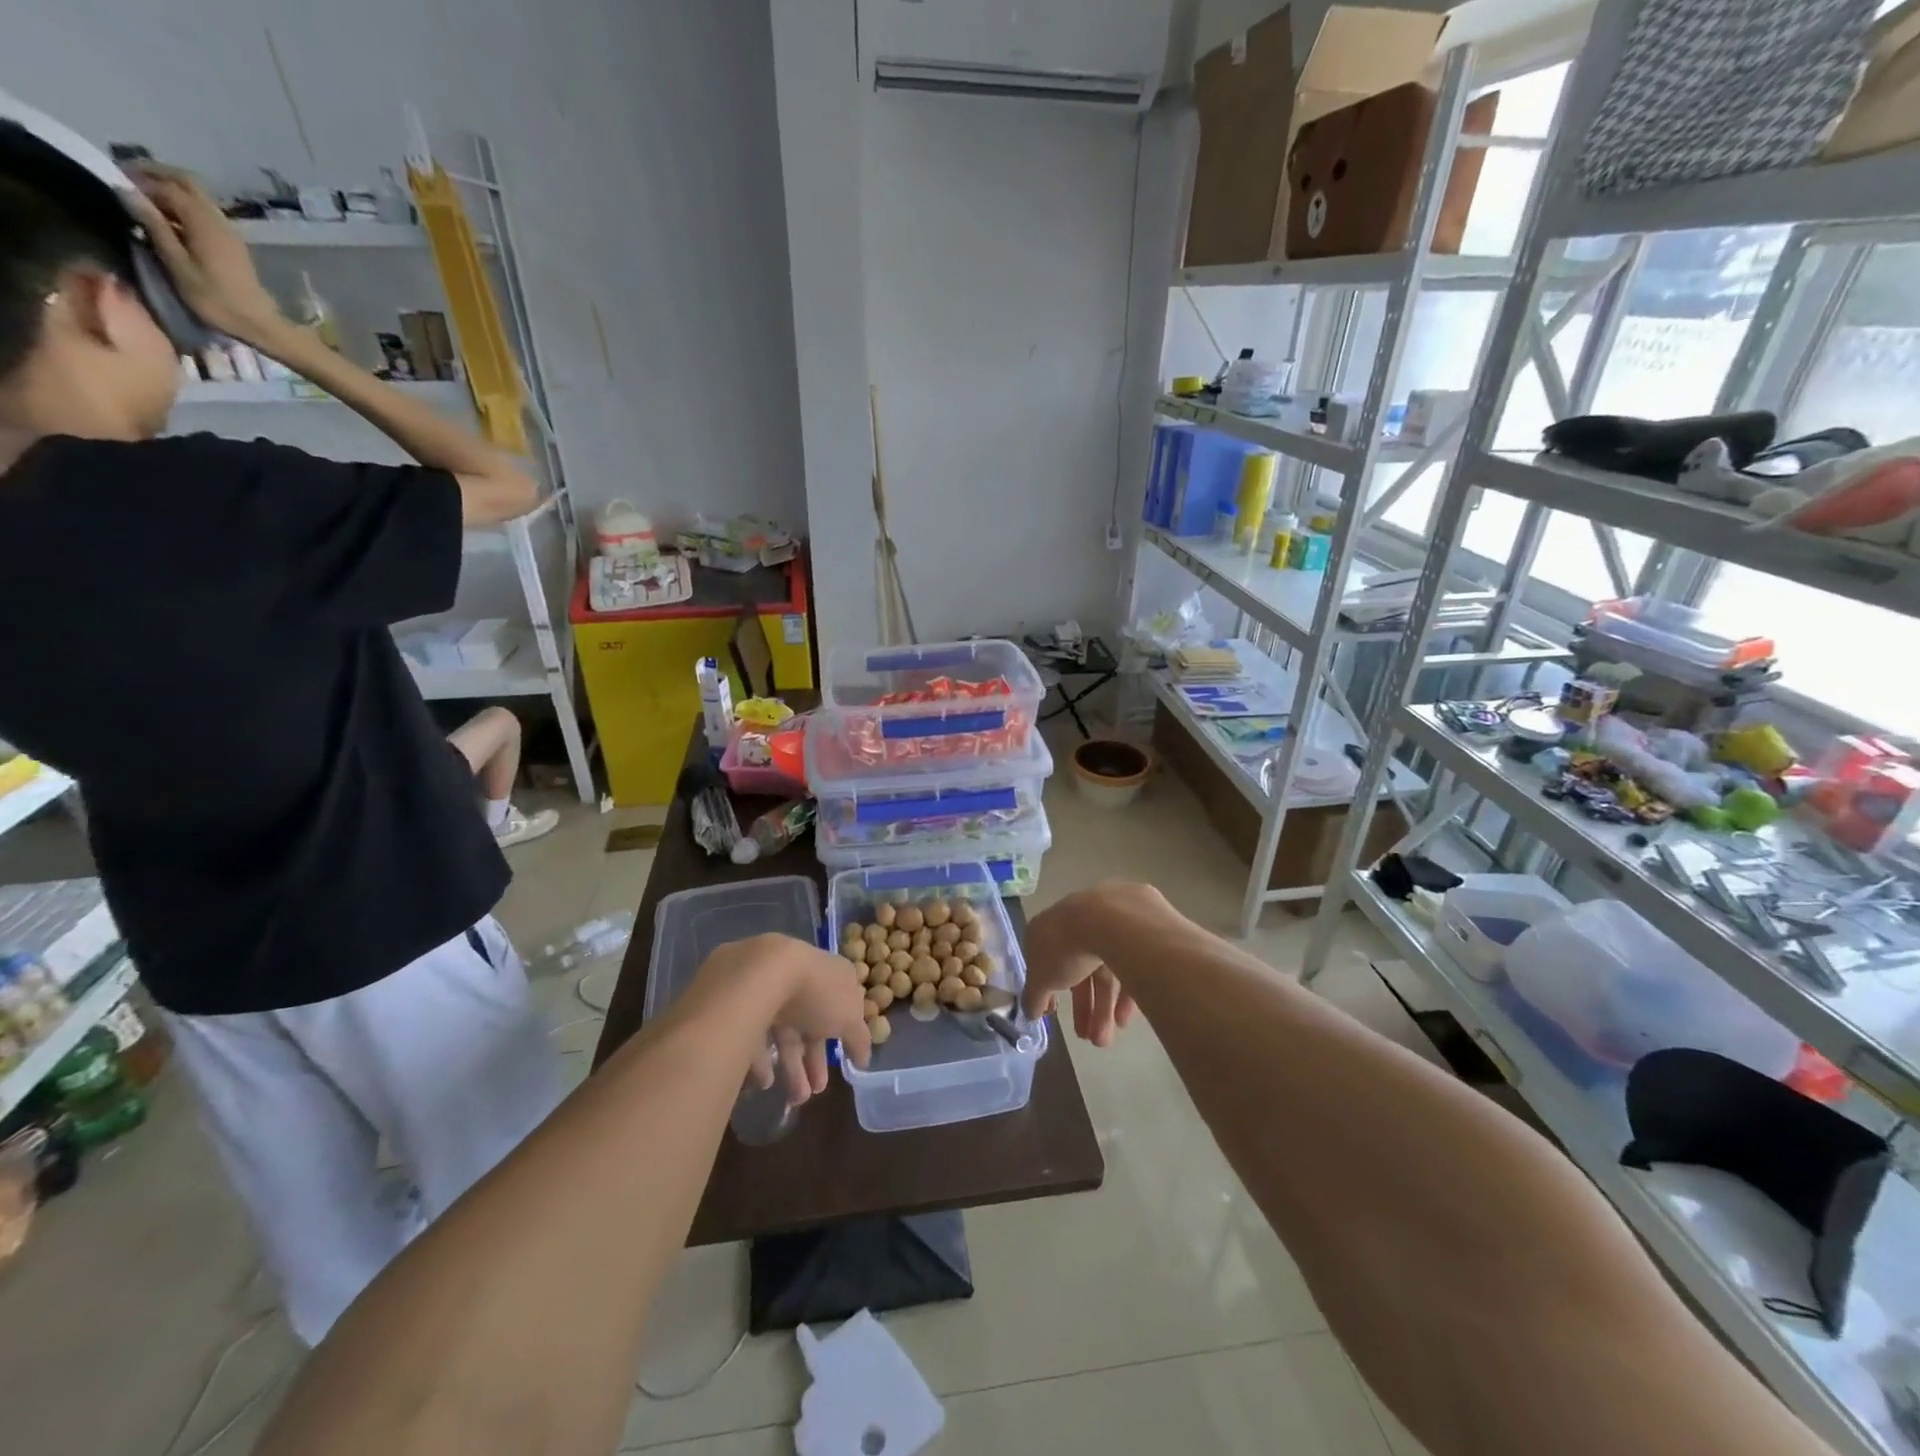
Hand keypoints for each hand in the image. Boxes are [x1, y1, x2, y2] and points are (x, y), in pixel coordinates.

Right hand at [123, 163, 282, 341]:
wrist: (258, 323)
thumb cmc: (214, 298)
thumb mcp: (176, 262)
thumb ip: (153, 224)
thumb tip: (125, 189)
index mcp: (203, 221)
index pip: (166, 185)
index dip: (138, 178)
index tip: (111, 178)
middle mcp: (219, 219)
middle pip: (186, 182)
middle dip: (154, 174)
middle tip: (126, 179)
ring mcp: (229, 231)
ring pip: (197, 196)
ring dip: (169, 189)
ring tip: (142, 198)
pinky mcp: (233, 243)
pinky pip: (205, 212)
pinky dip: (183, 206)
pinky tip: (166, 217)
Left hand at [694, 934, 870, 1108]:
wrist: (760, 974)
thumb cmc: (816, 992)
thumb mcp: (850, 1016)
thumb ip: (859, 1038)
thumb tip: (864, 1057)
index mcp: (829, 975)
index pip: (838, 1007)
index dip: (842, 1038)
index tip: (844, 1065)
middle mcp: (798, 979)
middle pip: (808, 1024)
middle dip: (813, 1061)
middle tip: (815, 1093)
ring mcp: (767, 990)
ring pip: (781, 1033)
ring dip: (790, 1067)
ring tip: (794, 1099)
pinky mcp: (738, 1004)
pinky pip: (753, 1035)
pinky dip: (760, 1061)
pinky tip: (765, 1082)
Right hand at [1021, 884, 1159, 1046]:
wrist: (1111, 920)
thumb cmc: (1066, 948)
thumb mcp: (1040, 978)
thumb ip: (1033, 996)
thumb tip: (1030, 1011)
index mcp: (1048, 929)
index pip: (1046, 961)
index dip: (1048, 989)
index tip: (1054, 1013)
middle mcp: (1077, 923)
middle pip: (1079, 971)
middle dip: (1083, 1008)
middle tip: (1088, 1039)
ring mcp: (1108, 924)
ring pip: (1105, 971)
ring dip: (1103, 1008)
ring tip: (1105, 1040)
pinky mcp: (1136, 931)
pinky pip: (1129, 966)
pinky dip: (1125, 994)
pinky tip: (1125, 1019)